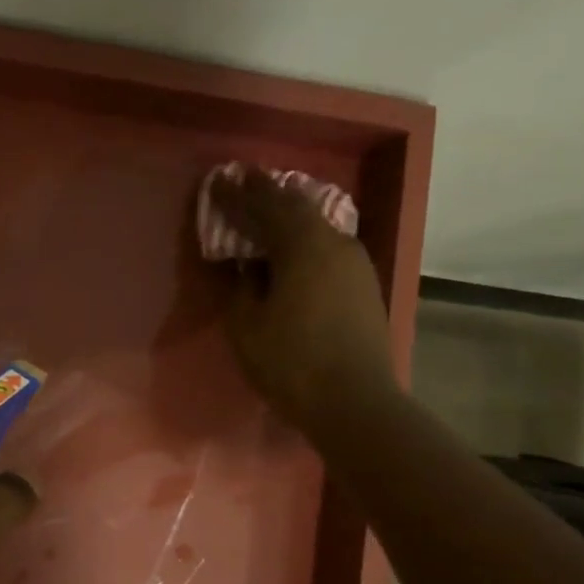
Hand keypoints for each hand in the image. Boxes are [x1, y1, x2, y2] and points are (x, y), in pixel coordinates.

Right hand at [207, 165, 397, 440]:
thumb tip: (246, 266)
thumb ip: (240, 287)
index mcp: (303, 244)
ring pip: (316, 228)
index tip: (218, 181)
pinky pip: (327, 249)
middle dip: (267, 196)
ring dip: (288, 219)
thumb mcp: (246, 327)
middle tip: (243, 186)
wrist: (354, 402)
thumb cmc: (291, 363)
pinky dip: (304, 242)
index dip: (239, 194)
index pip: (266, 205)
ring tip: (265, 218)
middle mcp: (335, 242)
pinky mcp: (364, 286)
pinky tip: (292, 255)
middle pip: (297, 207)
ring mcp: (356, 264)